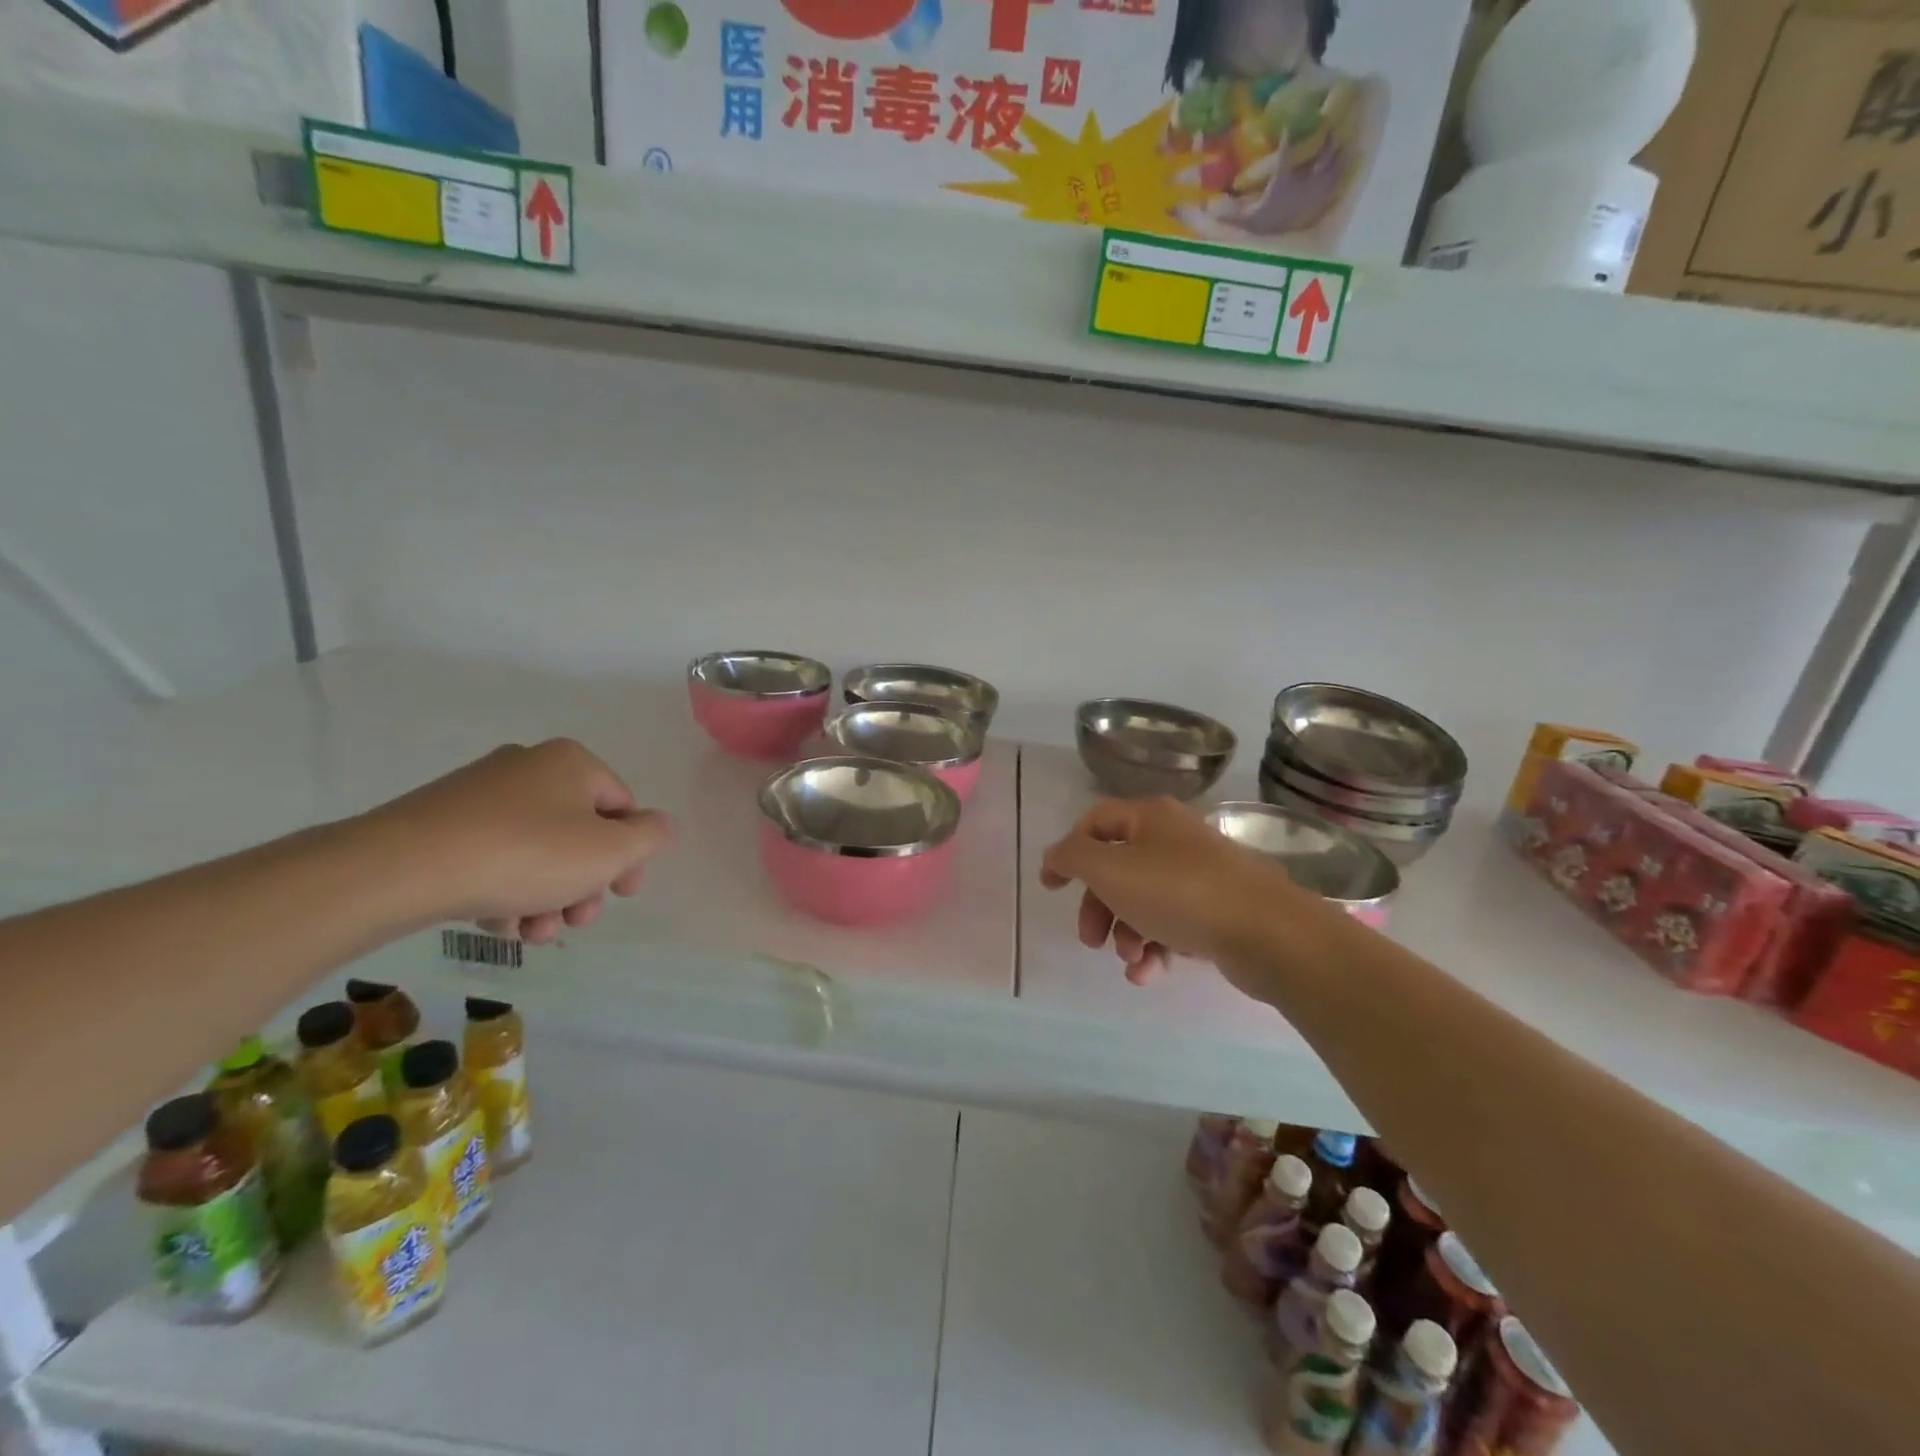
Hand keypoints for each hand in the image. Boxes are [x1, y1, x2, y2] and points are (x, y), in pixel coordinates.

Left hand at [362, 740, 673, 943]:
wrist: (399, 869)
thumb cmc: (525, 854)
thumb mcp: (610, 851)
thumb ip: (650, 836)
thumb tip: (657, 826)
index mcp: (573, 762)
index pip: (624, 807)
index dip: (630, 856)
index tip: (620, 895)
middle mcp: (529, 766)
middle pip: (579, 832)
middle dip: (583, 884)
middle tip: (574, 921)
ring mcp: (480, 792)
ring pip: (537, 850)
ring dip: (546, 896)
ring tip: (530, 934)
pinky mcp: (440, 820)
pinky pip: (494, 855)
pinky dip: (505, 889)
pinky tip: (496, 922)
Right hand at [1040, 796, 1321, 988]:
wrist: (1267, 932)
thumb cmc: (1178, 892)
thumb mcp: (1110, 869)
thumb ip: (1073, 857)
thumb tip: (1056, 854)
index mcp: (1149, 817)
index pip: (1094, 823)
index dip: (1068, 852)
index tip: (1051, 888)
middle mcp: (1174, 839)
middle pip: (1117, 868)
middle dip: (1098, 907)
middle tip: (1090, 940)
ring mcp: (1199, 875)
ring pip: (1144, 901)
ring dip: (1126, 934)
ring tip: (1132, 961)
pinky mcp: (1218, 910)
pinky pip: (1173, 925)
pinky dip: (1155, 948)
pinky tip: (1149, 973)